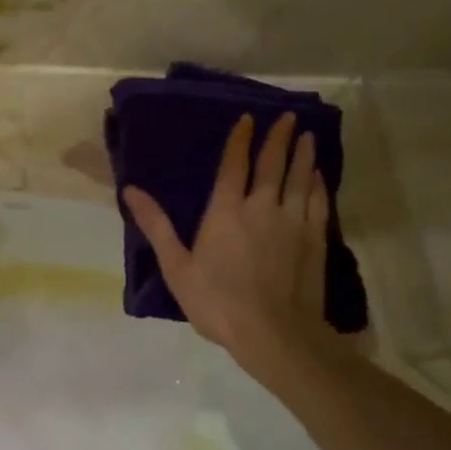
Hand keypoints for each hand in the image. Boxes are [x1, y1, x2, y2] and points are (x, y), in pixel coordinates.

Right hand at [123, 113, 328, 362]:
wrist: (273, 333)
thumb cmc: (217, 303)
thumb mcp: (177, 267)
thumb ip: (157, 226)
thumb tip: (131, 190)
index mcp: (226, 212)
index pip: (233, 166)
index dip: (240, 141)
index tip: (247, 119)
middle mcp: (261, 208)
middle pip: (272, 165)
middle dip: (277, 138)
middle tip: (286, 116)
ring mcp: (292, 222)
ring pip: (299, 178)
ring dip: (302, 154)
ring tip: (306, 135)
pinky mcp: (314, 239)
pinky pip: (317, 202)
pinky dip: (317, 184)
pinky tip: (318, 175)